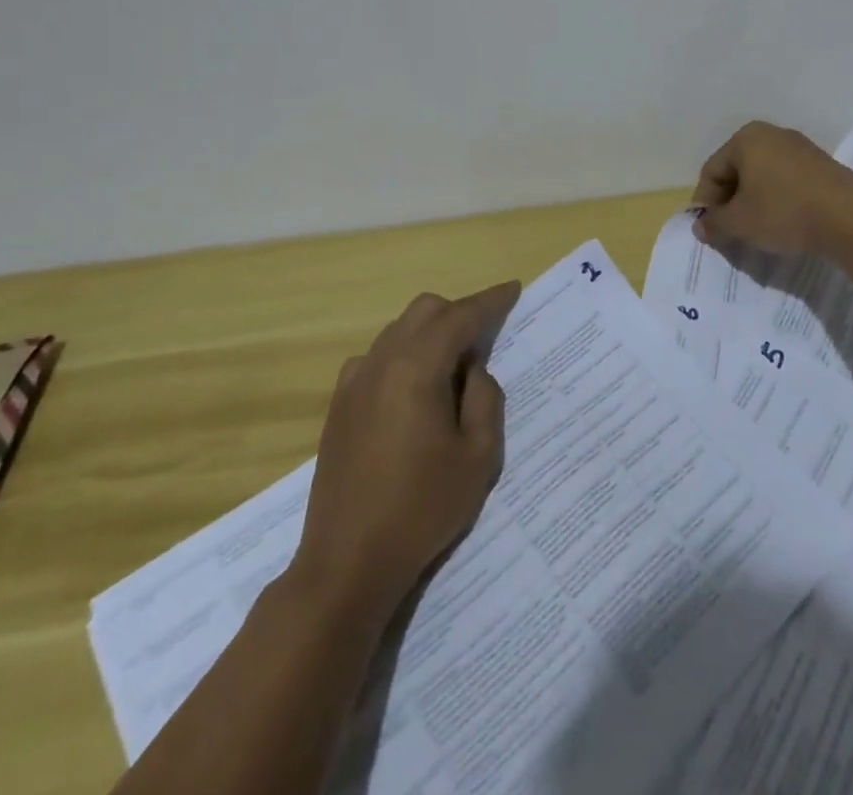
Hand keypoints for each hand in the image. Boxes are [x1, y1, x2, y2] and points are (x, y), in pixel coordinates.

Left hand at [294, 281, 518, 620]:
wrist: (346, 563)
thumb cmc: (421, 509)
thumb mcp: (478, 457)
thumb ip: (485, 399)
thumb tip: (473, 369)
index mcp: (416, 368)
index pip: (460, 316)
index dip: (490, 301)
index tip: (513, 289)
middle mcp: (381, 362)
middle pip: (425, 311)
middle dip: (459, 313)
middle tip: (487, 338)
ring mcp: (354, 382)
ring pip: (399, 330)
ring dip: (430, 333)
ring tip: (454, 369)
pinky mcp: (339, 405)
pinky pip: (377, 357)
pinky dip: (403, 354)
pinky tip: (414, 390)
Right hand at [692, 120, 852, 256]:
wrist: (851, 217)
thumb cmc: (784, 211)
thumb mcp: (740, 222)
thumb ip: (714, 223)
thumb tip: (700, 226)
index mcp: (745, 139)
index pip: (712, 171)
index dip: (705, 202)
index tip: (710, 230)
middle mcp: (771, 134)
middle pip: (737, 170)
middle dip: (730, 202)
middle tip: (731, 231)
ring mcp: (799, 148)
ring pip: (762, 176)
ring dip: (753, 202)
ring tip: (756, 230)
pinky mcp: (820, 165)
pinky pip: (785, 181)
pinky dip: (777, 200)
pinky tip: (783, 223)